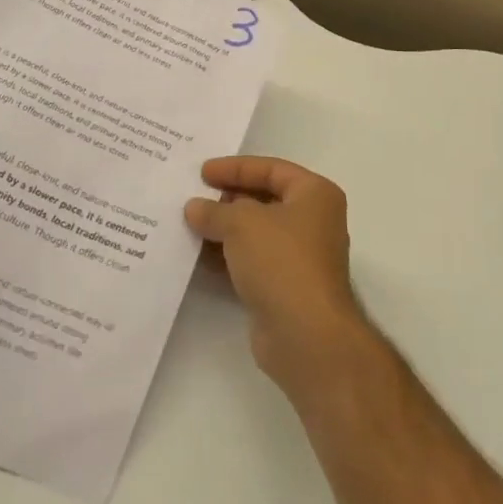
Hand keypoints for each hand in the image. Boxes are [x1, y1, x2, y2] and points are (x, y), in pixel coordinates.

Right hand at [185, 156, 369, 391]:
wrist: (306, 335)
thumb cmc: (281, 261)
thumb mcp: (242, 223)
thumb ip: (215, 211)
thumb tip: (195, 207)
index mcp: (315, 194)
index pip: (271, 169)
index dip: (236, 168)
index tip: (202, 172)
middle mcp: (312, 221)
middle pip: (264, 200)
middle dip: (228, 199)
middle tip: (192, 197)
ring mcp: (299, 257)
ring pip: (256, 233)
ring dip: (224, 229)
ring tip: (187, 224)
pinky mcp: (284, 287)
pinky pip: (251, 261)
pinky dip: (227, 257)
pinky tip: (197, 256)